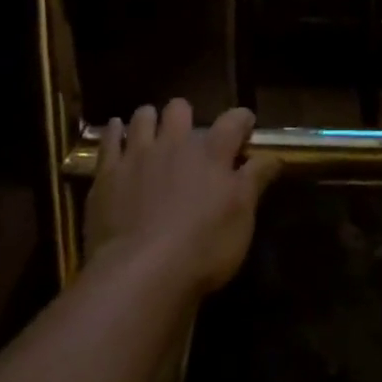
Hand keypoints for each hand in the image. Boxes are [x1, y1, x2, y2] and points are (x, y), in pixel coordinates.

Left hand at [83, 100, 280, 297]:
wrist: (141, 274)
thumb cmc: (202, 249)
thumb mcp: (242, 218)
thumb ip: (255, 181)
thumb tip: (273, 156)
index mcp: (212, 153)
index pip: (233, 121)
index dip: (241, 120)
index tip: (245, 125)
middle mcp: (176, 143)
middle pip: (180, 108)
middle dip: (184, 116)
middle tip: (186, 134)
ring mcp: (139, 154)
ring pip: (143, 116)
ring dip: (148, 120)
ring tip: (150, 132)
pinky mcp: (108, 172)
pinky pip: (109, 138)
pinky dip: (114, 132)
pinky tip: (115, 132)